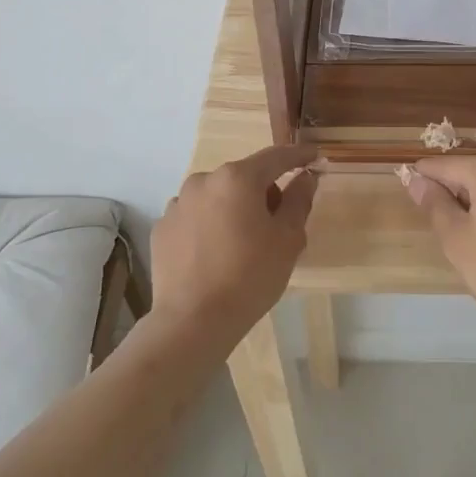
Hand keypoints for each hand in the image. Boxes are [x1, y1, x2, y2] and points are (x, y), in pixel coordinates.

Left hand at [151, 144, 318, 346]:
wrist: (193, 321)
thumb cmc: (250, 276)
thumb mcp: (288, 239)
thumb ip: (299, 200)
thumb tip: (305, 177)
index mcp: (237, 178)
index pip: (275, 157)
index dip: (298, 155)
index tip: (313, 156)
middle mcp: (203, 181)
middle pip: (243, 177)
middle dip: (263, 192)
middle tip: (278, 224)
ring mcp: (177, 204)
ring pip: (217, 197)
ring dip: (233, 209)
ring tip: (242, 245)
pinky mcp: (162, 228)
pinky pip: (195, 218)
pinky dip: (209, 226)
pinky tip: (215, 255)